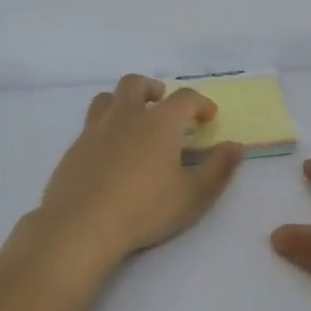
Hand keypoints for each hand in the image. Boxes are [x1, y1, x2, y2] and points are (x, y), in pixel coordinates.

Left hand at [25, 75, 242, 274]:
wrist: (82, 226)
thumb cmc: (146, 209)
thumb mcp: (194, 195)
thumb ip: (219, 169)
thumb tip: (236, 147)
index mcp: (160, 122)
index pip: (185, 98)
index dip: (201, 103)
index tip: (208, 116)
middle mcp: (126, 115)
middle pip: (136, 84)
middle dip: (154, 89)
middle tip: (163, 105)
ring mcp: (95, 129)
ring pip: (107, 98)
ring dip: (124, 101)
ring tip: (134, 120)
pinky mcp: (74, 148)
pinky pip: (91, 124)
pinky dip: (105, 127)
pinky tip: (110, 151)